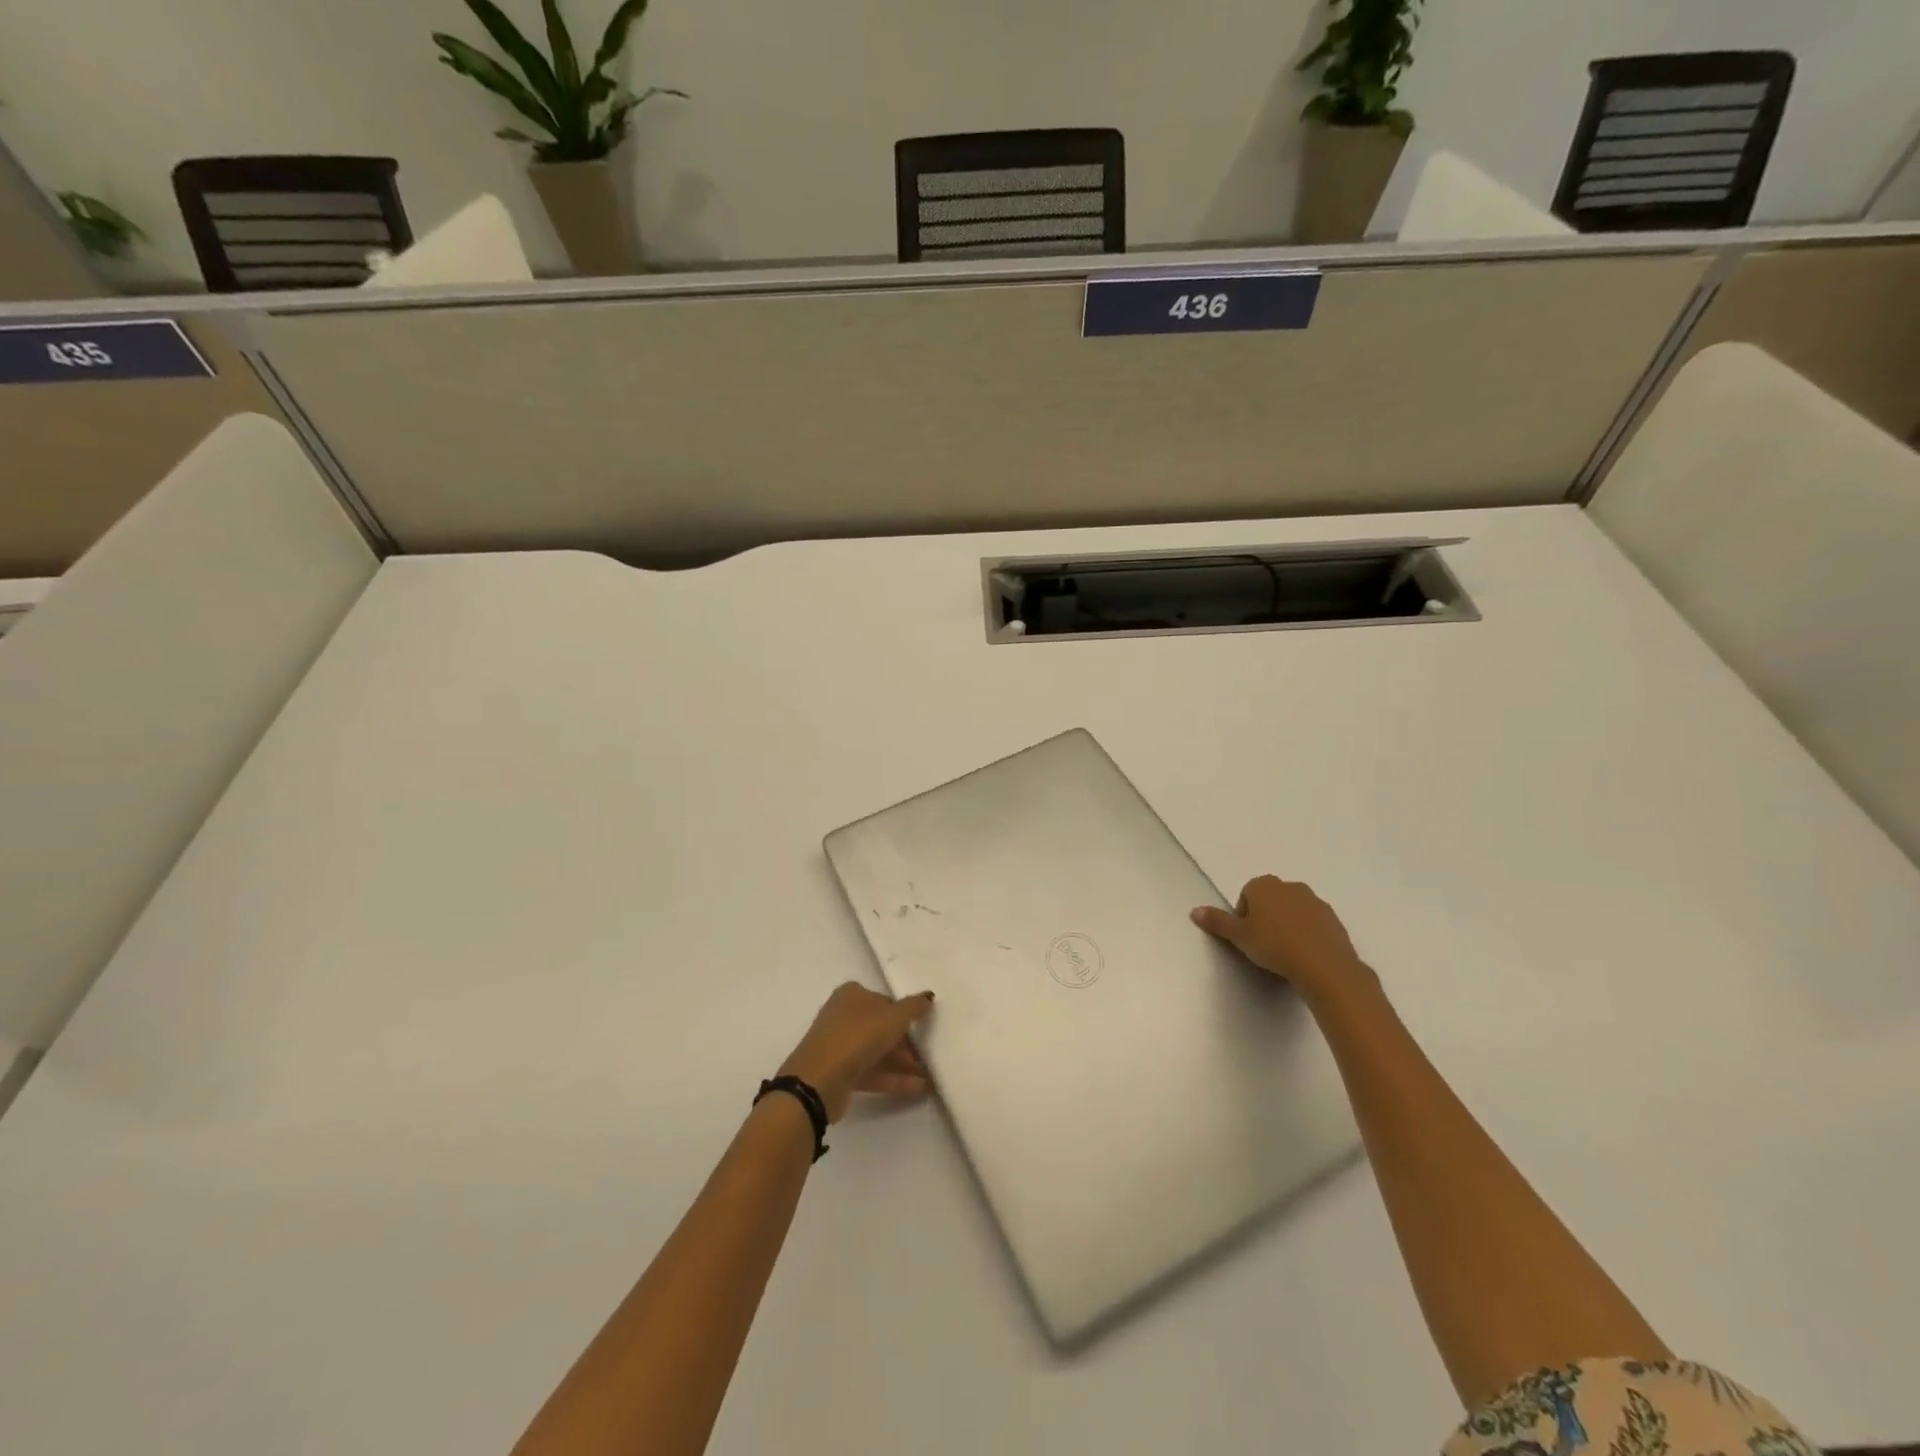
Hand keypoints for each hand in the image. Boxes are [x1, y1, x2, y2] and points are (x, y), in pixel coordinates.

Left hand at [778, 983, 936, 1122]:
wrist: (818, 1081)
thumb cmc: (857, 1037)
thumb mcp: (893, 1018)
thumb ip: (913, 1007)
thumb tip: (929, 996)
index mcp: (852, 995)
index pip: (885, 1002)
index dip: (905, 1016)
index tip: (924, 1029)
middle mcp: (843, 1016)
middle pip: (881, 1027)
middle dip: (905, 1043)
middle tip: (927, 1056)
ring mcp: (839, 1046)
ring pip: (876, 1051)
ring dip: (902, 1063)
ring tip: (928, 1076)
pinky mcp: (839, 1073)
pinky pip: (871, 1072)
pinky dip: (893, 1078)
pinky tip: (918, 1088)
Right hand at [1191, 875, 1373, 1002]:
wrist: (1324, 964)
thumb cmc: (1274, 946)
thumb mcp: (1239, 936)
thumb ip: (1217, 922)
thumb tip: (1194, 911)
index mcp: (1264, 885)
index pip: (1246, 894)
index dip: (1243, 916)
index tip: (1246, 937)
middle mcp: (1290, 886)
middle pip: (1271, 899)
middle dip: (1266, 917)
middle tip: (1263, 944)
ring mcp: (1315, 901)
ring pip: (1293, 910)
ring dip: (1288, 924)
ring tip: (1285, 952)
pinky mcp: (1334, 919)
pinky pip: (1313, 923)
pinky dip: (1307, 933)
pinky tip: (1305, 954)